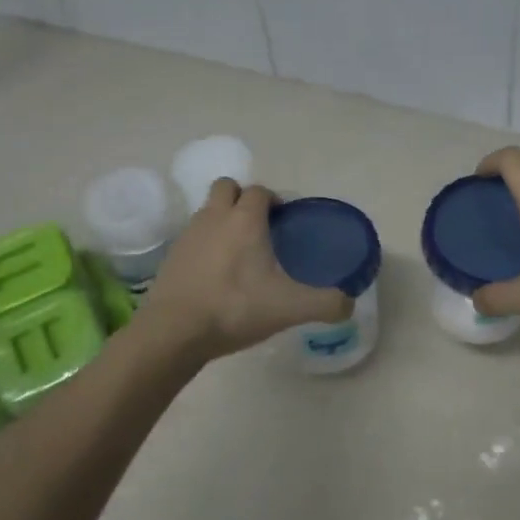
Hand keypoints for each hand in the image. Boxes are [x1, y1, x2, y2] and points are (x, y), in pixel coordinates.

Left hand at [141, 179, 351, 361]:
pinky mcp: (171, 256)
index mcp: (245, 220)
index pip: (260, 191)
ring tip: (239, 252)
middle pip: (226, 188)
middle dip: (242, 199)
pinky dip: (205, 245)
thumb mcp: (291, 308)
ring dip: (222, 220)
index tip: (284, 221)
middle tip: (259, 228)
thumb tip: (348, 304)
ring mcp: (188, 235)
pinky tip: (216, 273)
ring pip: (207, 211)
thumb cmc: (236, 308)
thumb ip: (326, 303)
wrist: (175, 332)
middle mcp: (215, 217)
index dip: (274, 200)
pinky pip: (193, 237)